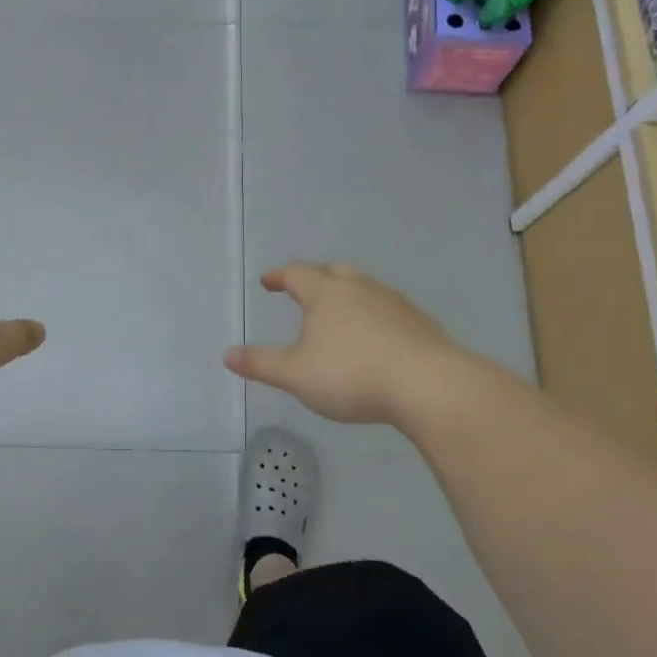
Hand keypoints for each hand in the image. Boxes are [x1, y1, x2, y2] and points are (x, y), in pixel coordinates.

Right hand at [225, 262, 458, 424]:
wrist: (428, 384)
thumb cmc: (352, 375)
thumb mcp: (296, 375)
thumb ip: (261, 363)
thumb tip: (228, 354)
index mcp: (326, 295)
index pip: (297, 274)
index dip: (280, 276)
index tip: (268, 281)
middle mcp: (360, 289)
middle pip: (334, 271)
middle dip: (316, 277)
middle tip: (304, 288)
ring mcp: (394, 303)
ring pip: (365, 288)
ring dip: (348, 294)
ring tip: (340, 313)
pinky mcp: (420, 323)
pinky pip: (389, 309)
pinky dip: (374, 314)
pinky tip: (376, 337)